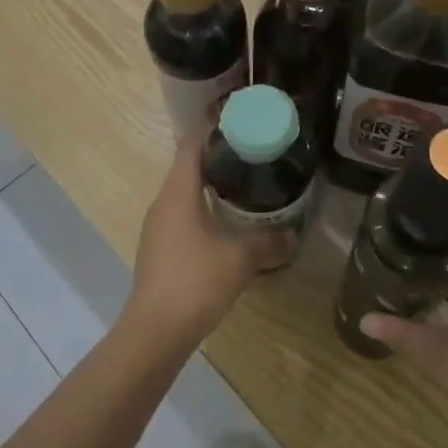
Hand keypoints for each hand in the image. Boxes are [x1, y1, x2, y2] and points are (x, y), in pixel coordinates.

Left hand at [125, 127, 285, 348]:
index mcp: (178, 193)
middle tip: (251, 148)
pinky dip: (203, 207)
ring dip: (210, 182)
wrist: (155, 332)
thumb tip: (293, 234)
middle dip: (217, 153)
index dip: (211, 126)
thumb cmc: (196, 282)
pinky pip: (183, 214)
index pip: (191, 144)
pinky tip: (226, 220)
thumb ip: (268, 243)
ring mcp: (158, 227)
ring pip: (185, 192)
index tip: (236, 115)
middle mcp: (163, 203)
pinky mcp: (160, 248)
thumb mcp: (240, 259)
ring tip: (244, 180)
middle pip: (188, 165)